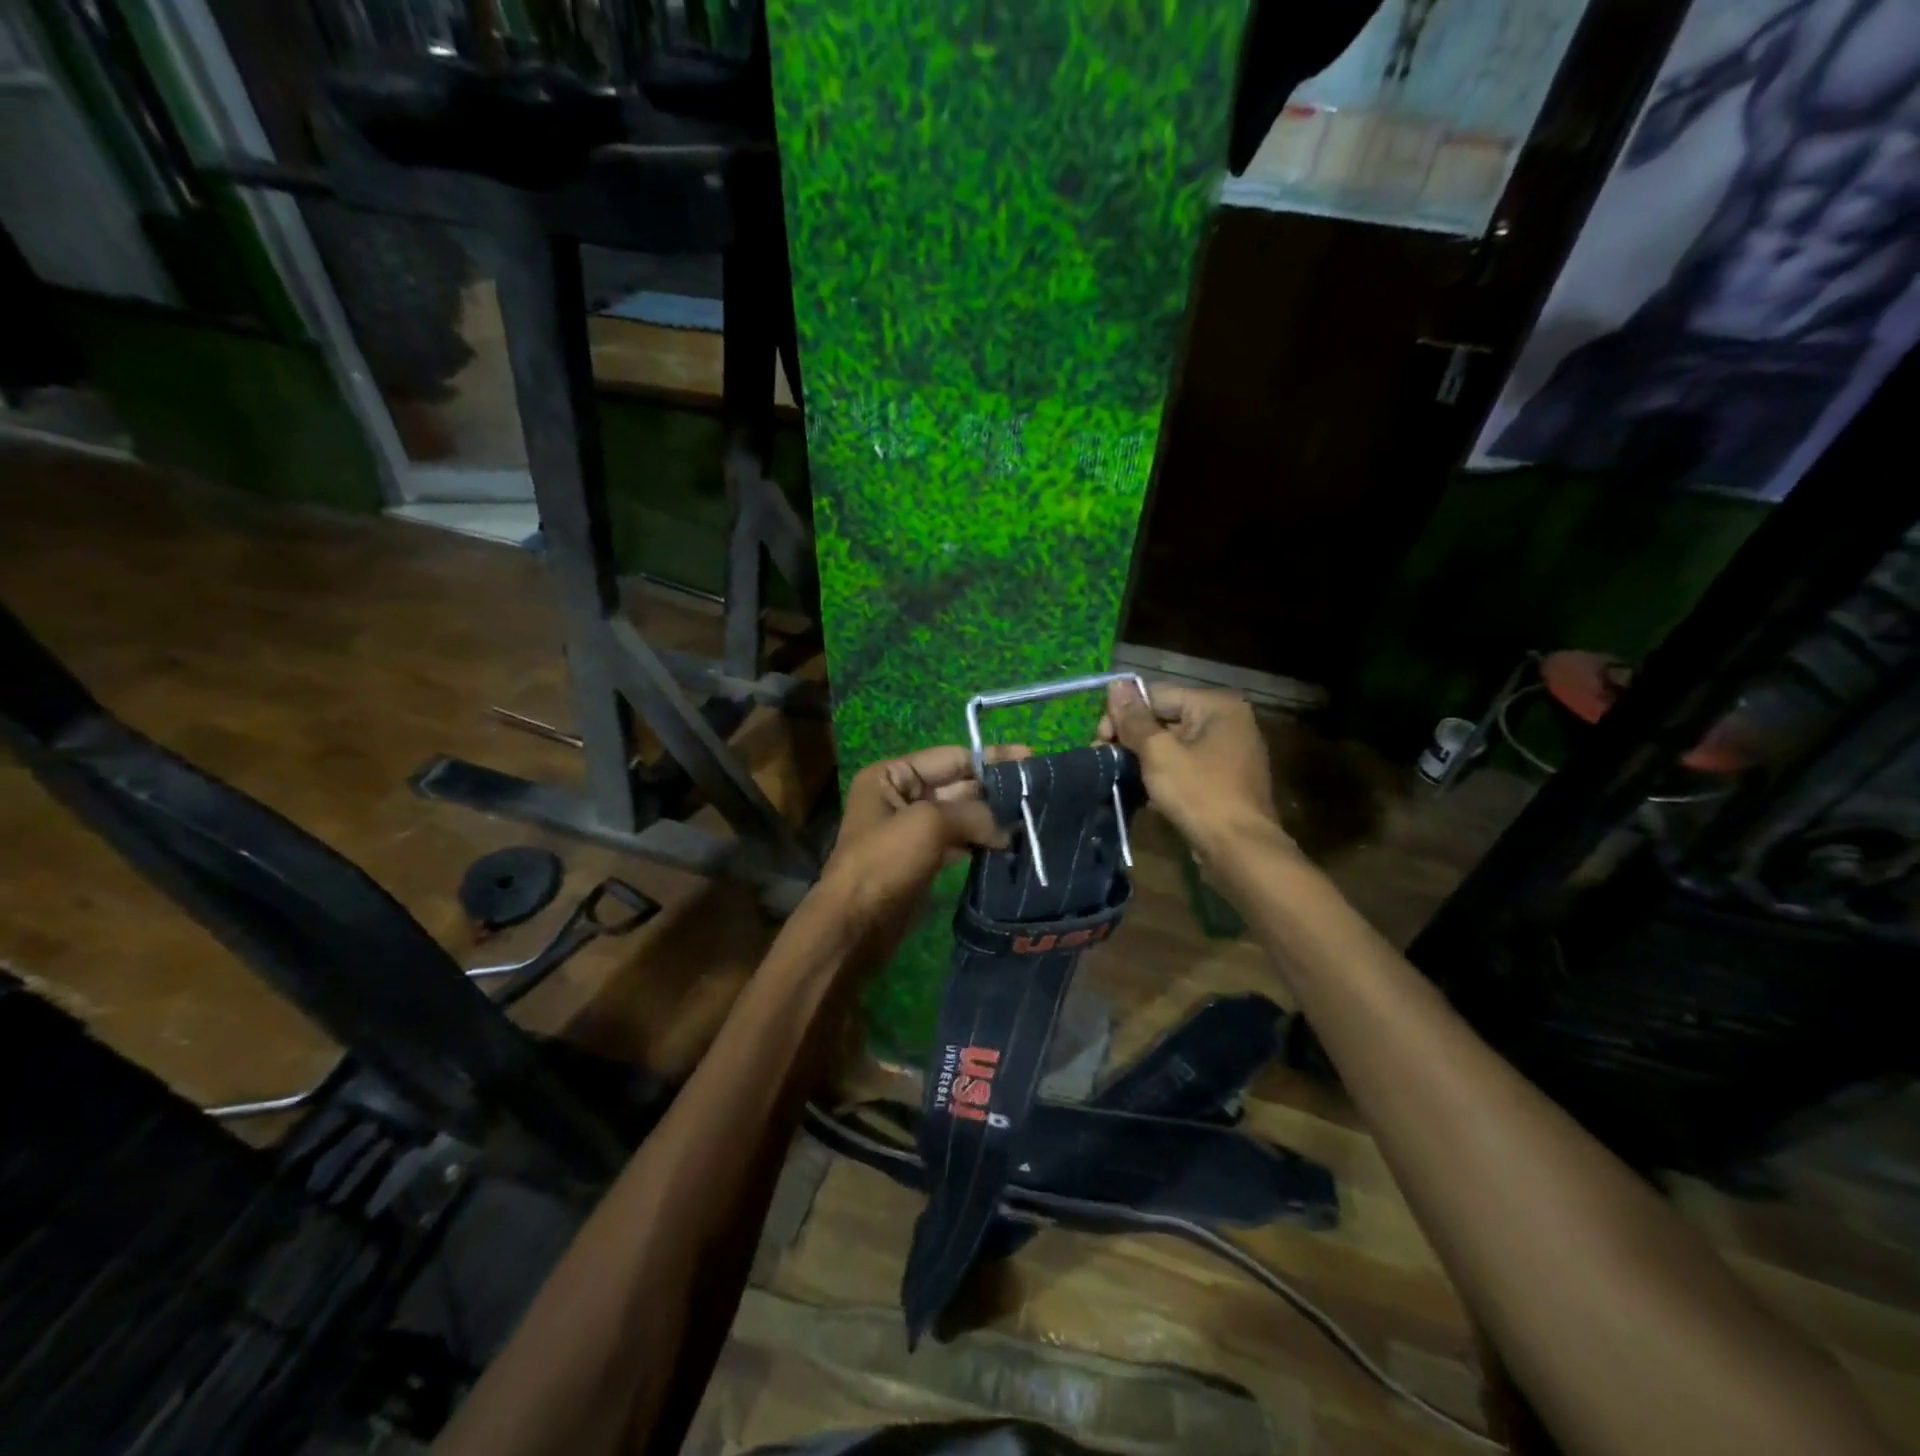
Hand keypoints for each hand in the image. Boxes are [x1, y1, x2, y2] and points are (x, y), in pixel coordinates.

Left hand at [812, 745, 1021, 967]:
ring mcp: (912, 830)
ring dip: (991, 820)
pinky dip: (981, 844)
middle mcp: (900, 797)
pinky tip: (1009, 847)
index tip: (1030, 758)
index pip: (950, 757)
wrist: (855, 925)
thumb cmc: (884, 862)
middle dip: (994, 791)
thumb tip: (1006, 829)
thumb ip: (973, 814)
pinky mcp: (923, 860)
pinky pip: (958, 843)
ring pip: (961, 817)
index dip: (990, 758)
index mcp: (891, 776)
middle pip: (958, 786)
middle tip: (1036, 795)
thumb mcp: (929, 824)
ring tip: (1030, 821)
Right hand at [1098, 680, 1291, 863]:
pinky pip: (1184, 766)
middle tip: (1105, 759)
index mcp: (1217, 706)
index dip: (1123, 715)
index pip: (1156, 695)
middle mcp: (1227, 721)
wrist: (1240, 852)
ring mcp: (1228, 752)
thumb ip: (1134, 719)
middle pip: (1164, 718)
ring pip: (1172, 745)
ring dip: (1143, 758)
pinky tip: (1141, 792)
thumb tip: (1114, 684)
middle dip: (1132, 739)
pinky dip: (1163, 775)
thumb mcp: (1158, 753)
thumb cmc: (1199, 795)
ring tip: (1119, 776)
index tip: (1099, 741)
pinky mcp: (1223, 780)